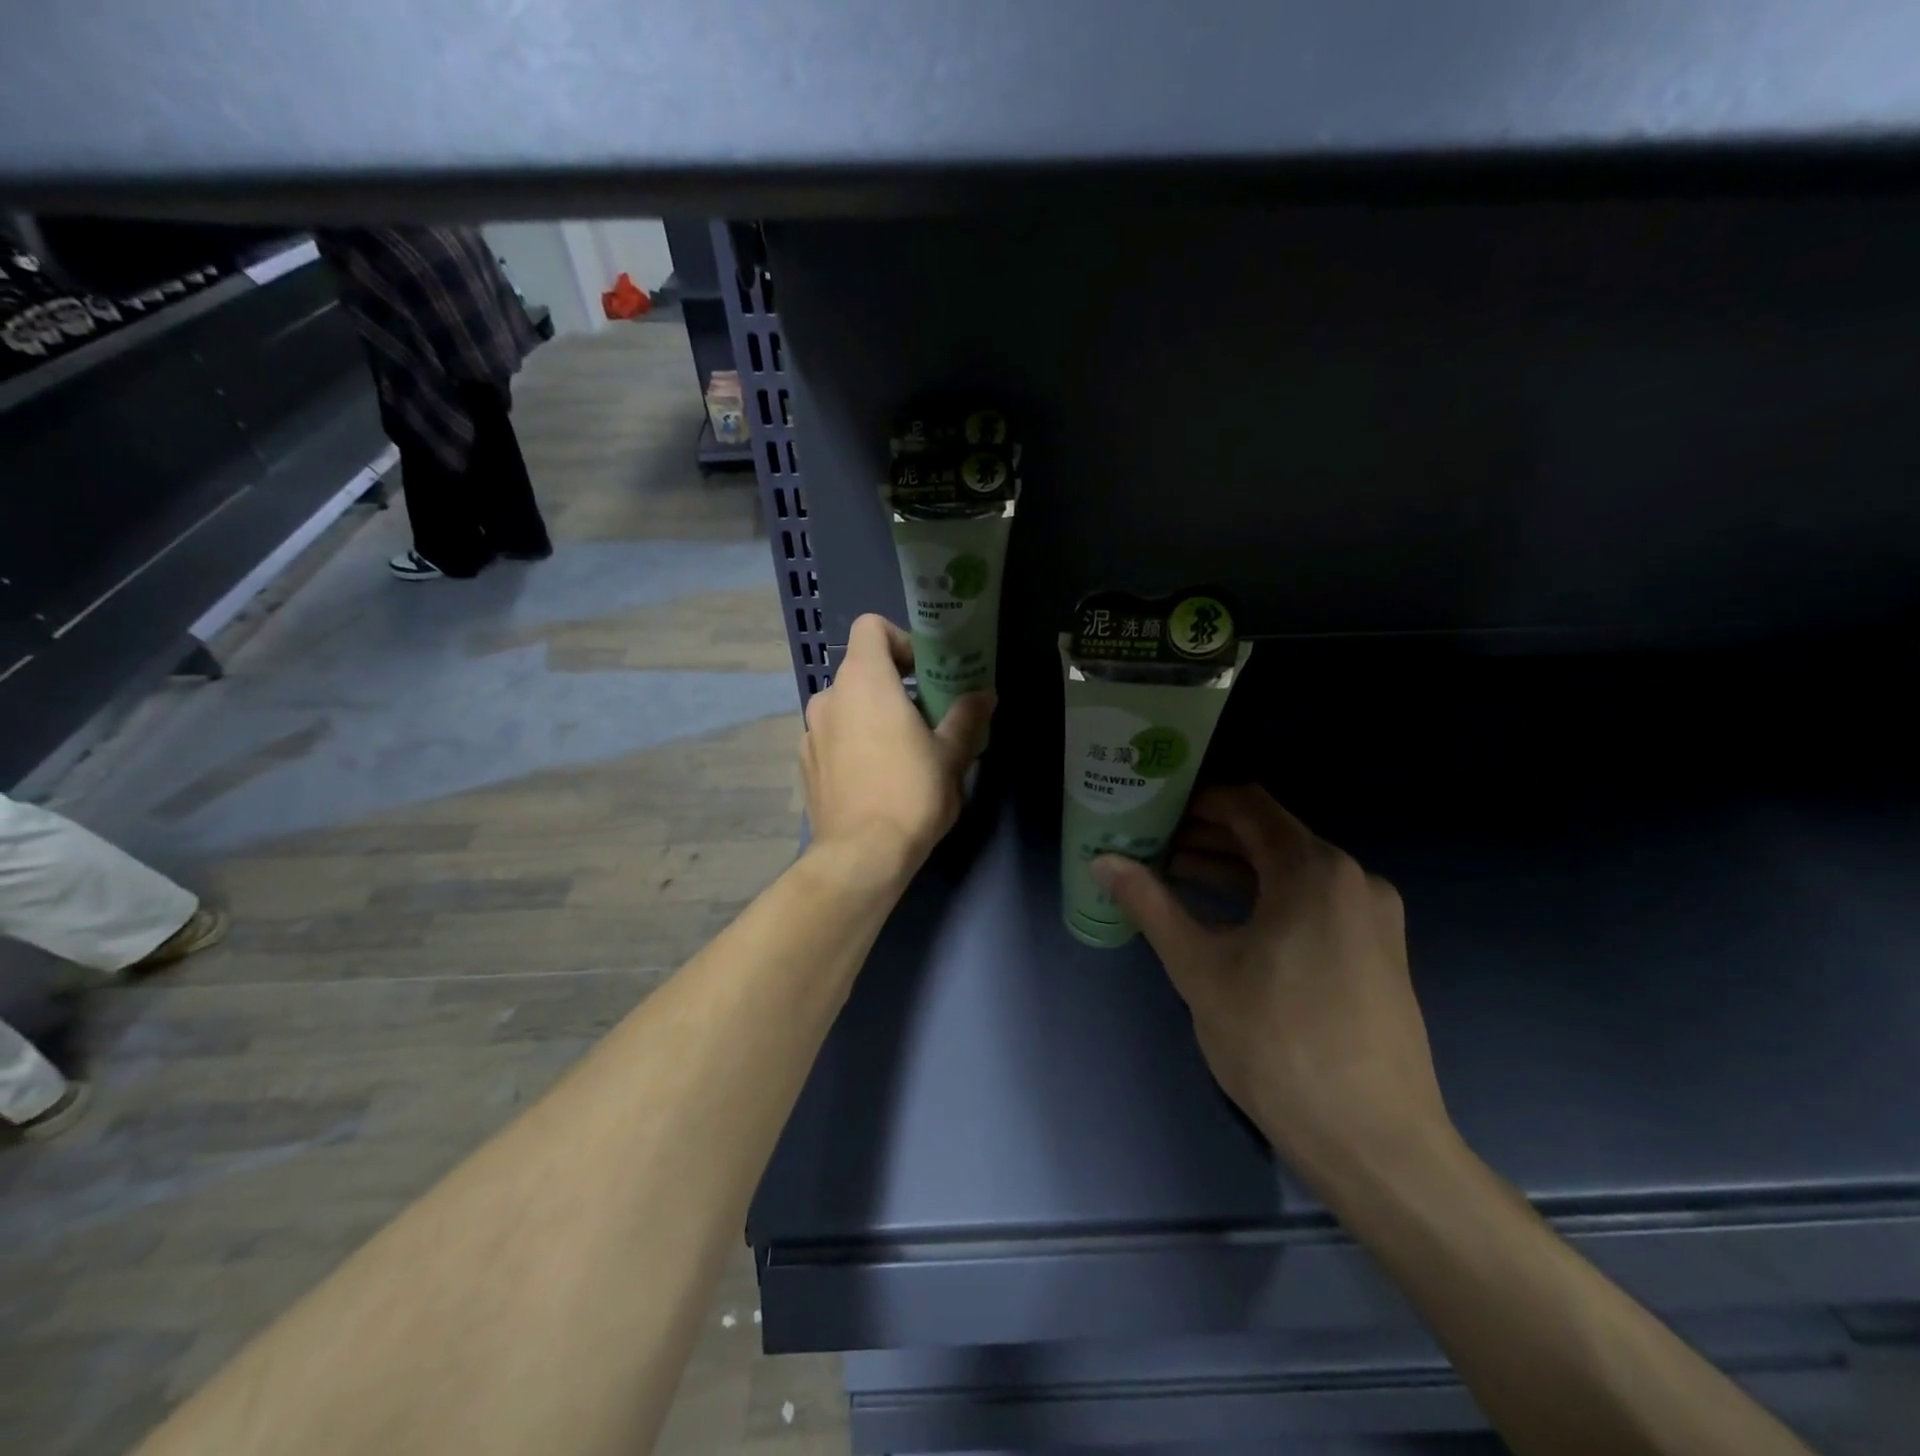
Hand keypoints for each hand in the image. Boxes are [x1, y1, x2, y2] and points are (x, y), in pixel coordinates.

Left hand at [801, 614, 993, 877]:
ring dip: (871, 715)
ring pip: (846, 706)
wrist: (861, 856)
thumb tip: (985, 694)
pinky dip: (852, 743)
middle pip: (861, 670)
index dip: (900, 640)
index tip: (924, 672)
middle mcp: (829, 697)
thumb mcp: (952, 755)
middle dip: (894, 685)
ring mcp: (811, 732)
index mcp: (865, 682)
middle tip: (925, 717)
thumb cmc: (911, 794)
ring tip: (899, 752)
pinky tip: (873, 778)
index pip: (870, 627)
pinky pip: (832, 737)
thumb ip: (967, 716)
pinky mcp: (805, 764)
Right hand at [1092, 785, 1448, 1171]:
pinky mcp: (1377, 950)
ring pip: (1290, 871)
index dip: (1196, 801)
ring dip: (1234, 870)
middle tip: (1151, 847)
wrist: (1375, 1144)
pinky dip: (1266, 899)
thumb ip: (1150, 904)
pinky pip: (1312, 902)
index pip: (1247, 804)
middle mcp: (1351, 878)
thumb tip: (1103, 862)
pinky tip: (1223, 920)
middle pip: (1269, 835)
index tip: (1152, 812)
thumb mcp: (1200, 969)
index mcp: (1312, 870)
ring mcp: (1371, 915)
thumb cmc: (1278, 1044)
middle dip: (1207, 837)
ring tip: (1174, 879)